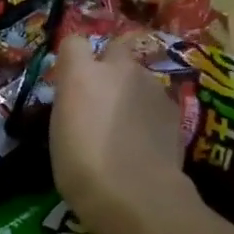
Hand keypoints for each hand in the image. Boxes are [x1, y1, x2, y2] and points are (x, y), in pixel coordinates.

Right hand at [50, 34, 191, 222]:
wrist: (134, 191)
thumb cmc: (80, 166)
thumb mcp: (59, 133)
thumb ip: (71, 105)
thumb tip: (79, 102)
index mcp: (82, 75)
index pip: (73, 43)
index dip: (71, 58)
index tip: (68, 78)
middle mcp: (119, 70)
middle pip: (115, 48)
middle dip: (109, 64)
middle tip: (100, 96)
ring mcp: (151, 86)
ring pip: (138, 77)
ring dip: (130, 91)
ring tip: (124, 125)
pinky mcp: (174, 107)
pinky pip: (156, 100)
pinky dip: (149, 113)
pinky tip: (144, 140)